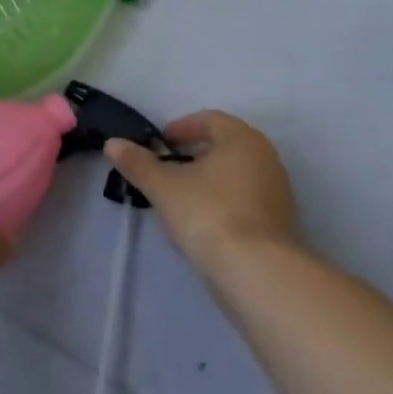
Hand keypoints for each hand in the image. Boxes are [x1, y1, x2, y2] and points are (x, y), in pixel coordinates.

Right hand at [105, 110, 302, 274]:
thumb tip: (113, 143)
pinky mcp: (280, 223)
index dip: (181, 127)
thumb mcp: (164, 187)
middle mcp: (266, 157)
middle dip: (194, 154)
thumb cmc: (209, 214)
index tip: (159, 144)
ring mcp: (278, 192)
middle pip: (225, 146)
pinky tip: (204, 223)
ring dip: (209, 180)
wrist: (259, 274)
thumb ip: (138, 163)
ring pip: (236, 174)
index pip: (209, 120)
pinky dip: (223, 202)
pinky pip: (246, 200)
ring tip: (181, 198)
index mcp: (241, 138)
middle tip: (167, 168)